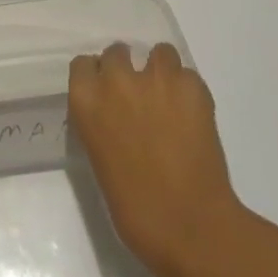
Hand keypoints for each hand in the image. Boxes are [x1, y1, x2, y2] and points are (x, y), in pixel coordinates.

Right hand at [69, 41, 243, 276]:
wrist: (188, 225)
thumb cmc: (135, 208)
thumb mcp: (100, 159)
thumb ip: (102, 123)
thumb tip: (115, 115)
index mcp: (87, 101)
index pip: (83, 65)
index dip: (97, 77)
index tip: (106, 94)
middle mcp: (117, 80)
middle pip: (117, 51)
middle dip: (127, 70)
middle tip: (139, 98)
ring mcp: (156, 79)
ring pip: (159, 52)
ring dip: (162, 72)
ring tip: (171, 100)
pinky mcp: (192, 86)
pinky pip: (188, 75)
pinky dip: (189, 91)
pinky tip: (193, 117)